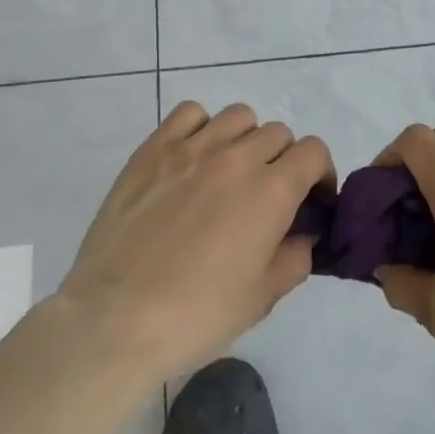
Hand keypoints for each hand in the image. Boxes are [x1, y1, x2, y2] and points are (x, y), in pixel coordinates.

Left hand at [55, 101, 332, 387]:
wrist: (114, 320)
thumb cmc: (196, 315)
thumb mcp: (263, 298)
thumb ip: (296, 256)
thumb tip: (302, 234)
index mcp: (271, 191)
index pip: (314, 151)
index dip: (320, 174)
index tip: (311, 200)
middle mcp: (236, 158)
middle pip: (278, 133)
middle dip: (284, 161)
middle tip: (267, 196)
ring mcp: (191, 148)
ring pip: (238, 117)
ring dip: (246, 140)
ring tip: (230, 172)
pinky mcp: (152, 150)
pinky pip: (189, 113)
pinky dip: (202, 127)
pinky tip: (194, 159)